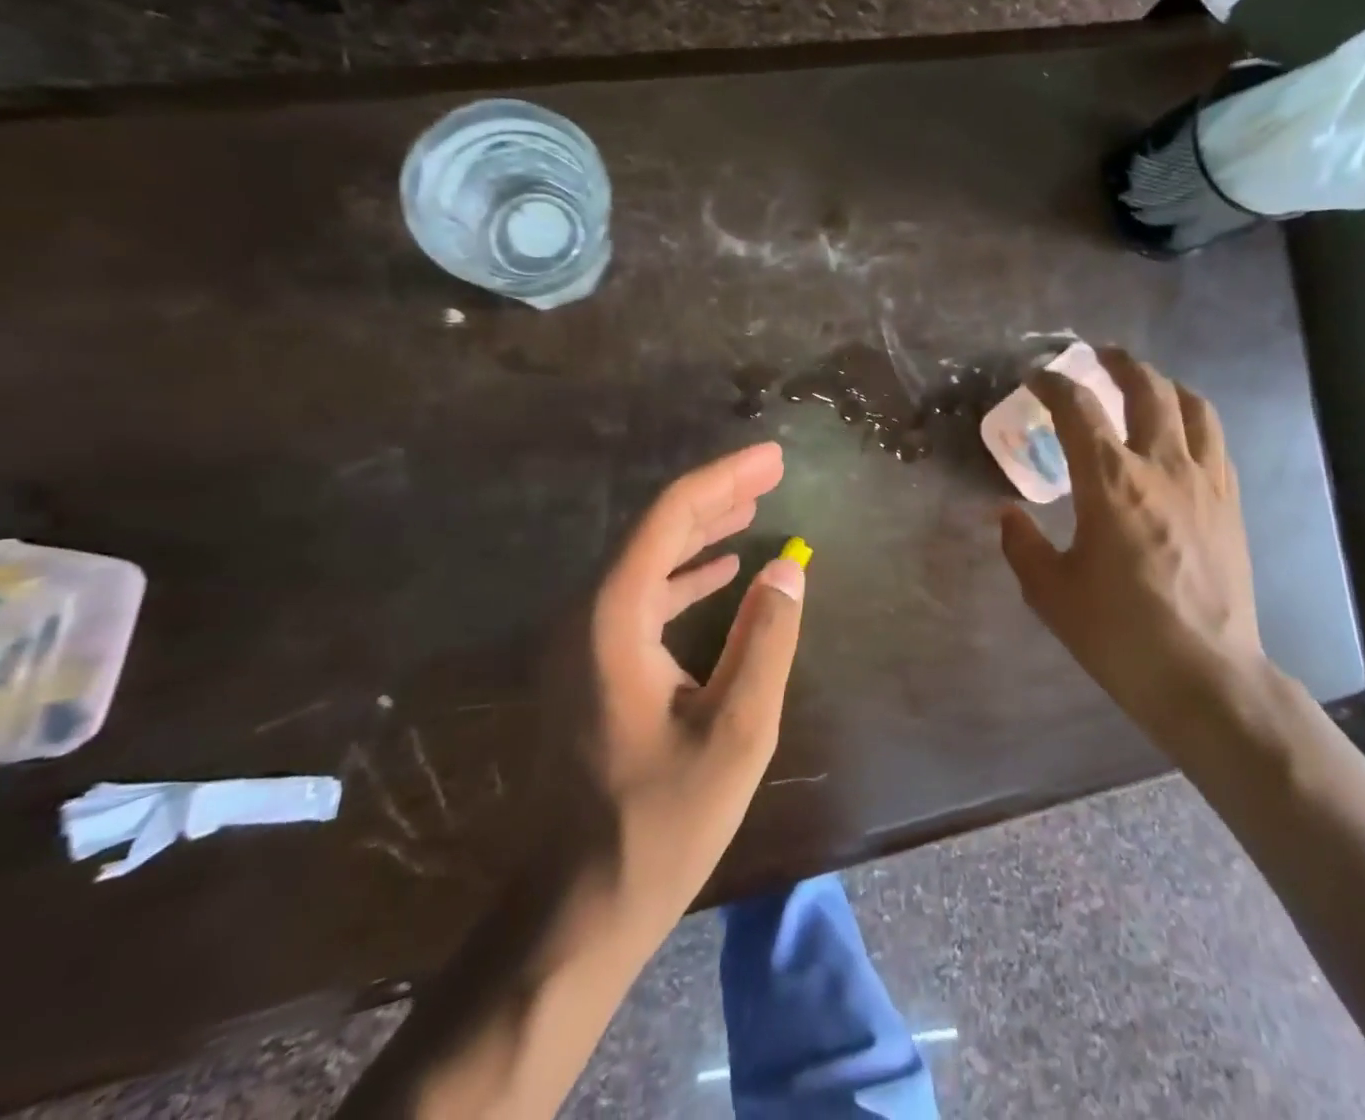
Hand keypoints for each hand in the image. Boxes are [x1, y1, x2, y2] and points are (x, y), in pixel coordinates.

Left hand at [590, 442, 804, 939]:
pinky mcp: (592, 667)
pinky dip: (684, 574)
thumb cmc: (660, 822)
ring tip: (753, 507)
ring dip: (701, 531)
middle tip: (771, 471)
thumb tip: (788, 567)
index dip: (725, 478)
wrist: (576, 906)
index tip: (772, 457)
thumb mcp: (736, 731)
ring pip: (647, 561)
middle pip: (655, 530)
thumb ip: (766, 639)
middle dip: (716, 495)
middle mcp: (588, 614)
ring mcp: (583, 642)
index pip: (670, 517)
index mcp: (614, 617)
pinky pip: (641, 597)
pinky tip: (720, 572)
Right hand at [998, 348, 1268, 753]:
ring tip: (1146, 383)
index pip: (1077, 409)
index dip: (1052, 384)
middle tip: (1096, 357)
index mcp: (1109, 480)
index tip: (1036, 378)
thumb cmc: (1118, 632)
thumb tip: (1007, 514)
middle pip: (1146, 388)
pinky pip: (1216, 441)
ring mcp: (1204, 481)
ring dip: (1164, 383)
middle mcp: (1160, 466)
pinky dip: (1194, 420)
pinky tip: (1182, 434)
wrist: (1203, 674)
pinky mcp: (1230, 504)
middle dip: (1117, 363)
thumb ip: (1022, 544)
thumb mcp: (1050, 592)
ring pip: (1192, 406)